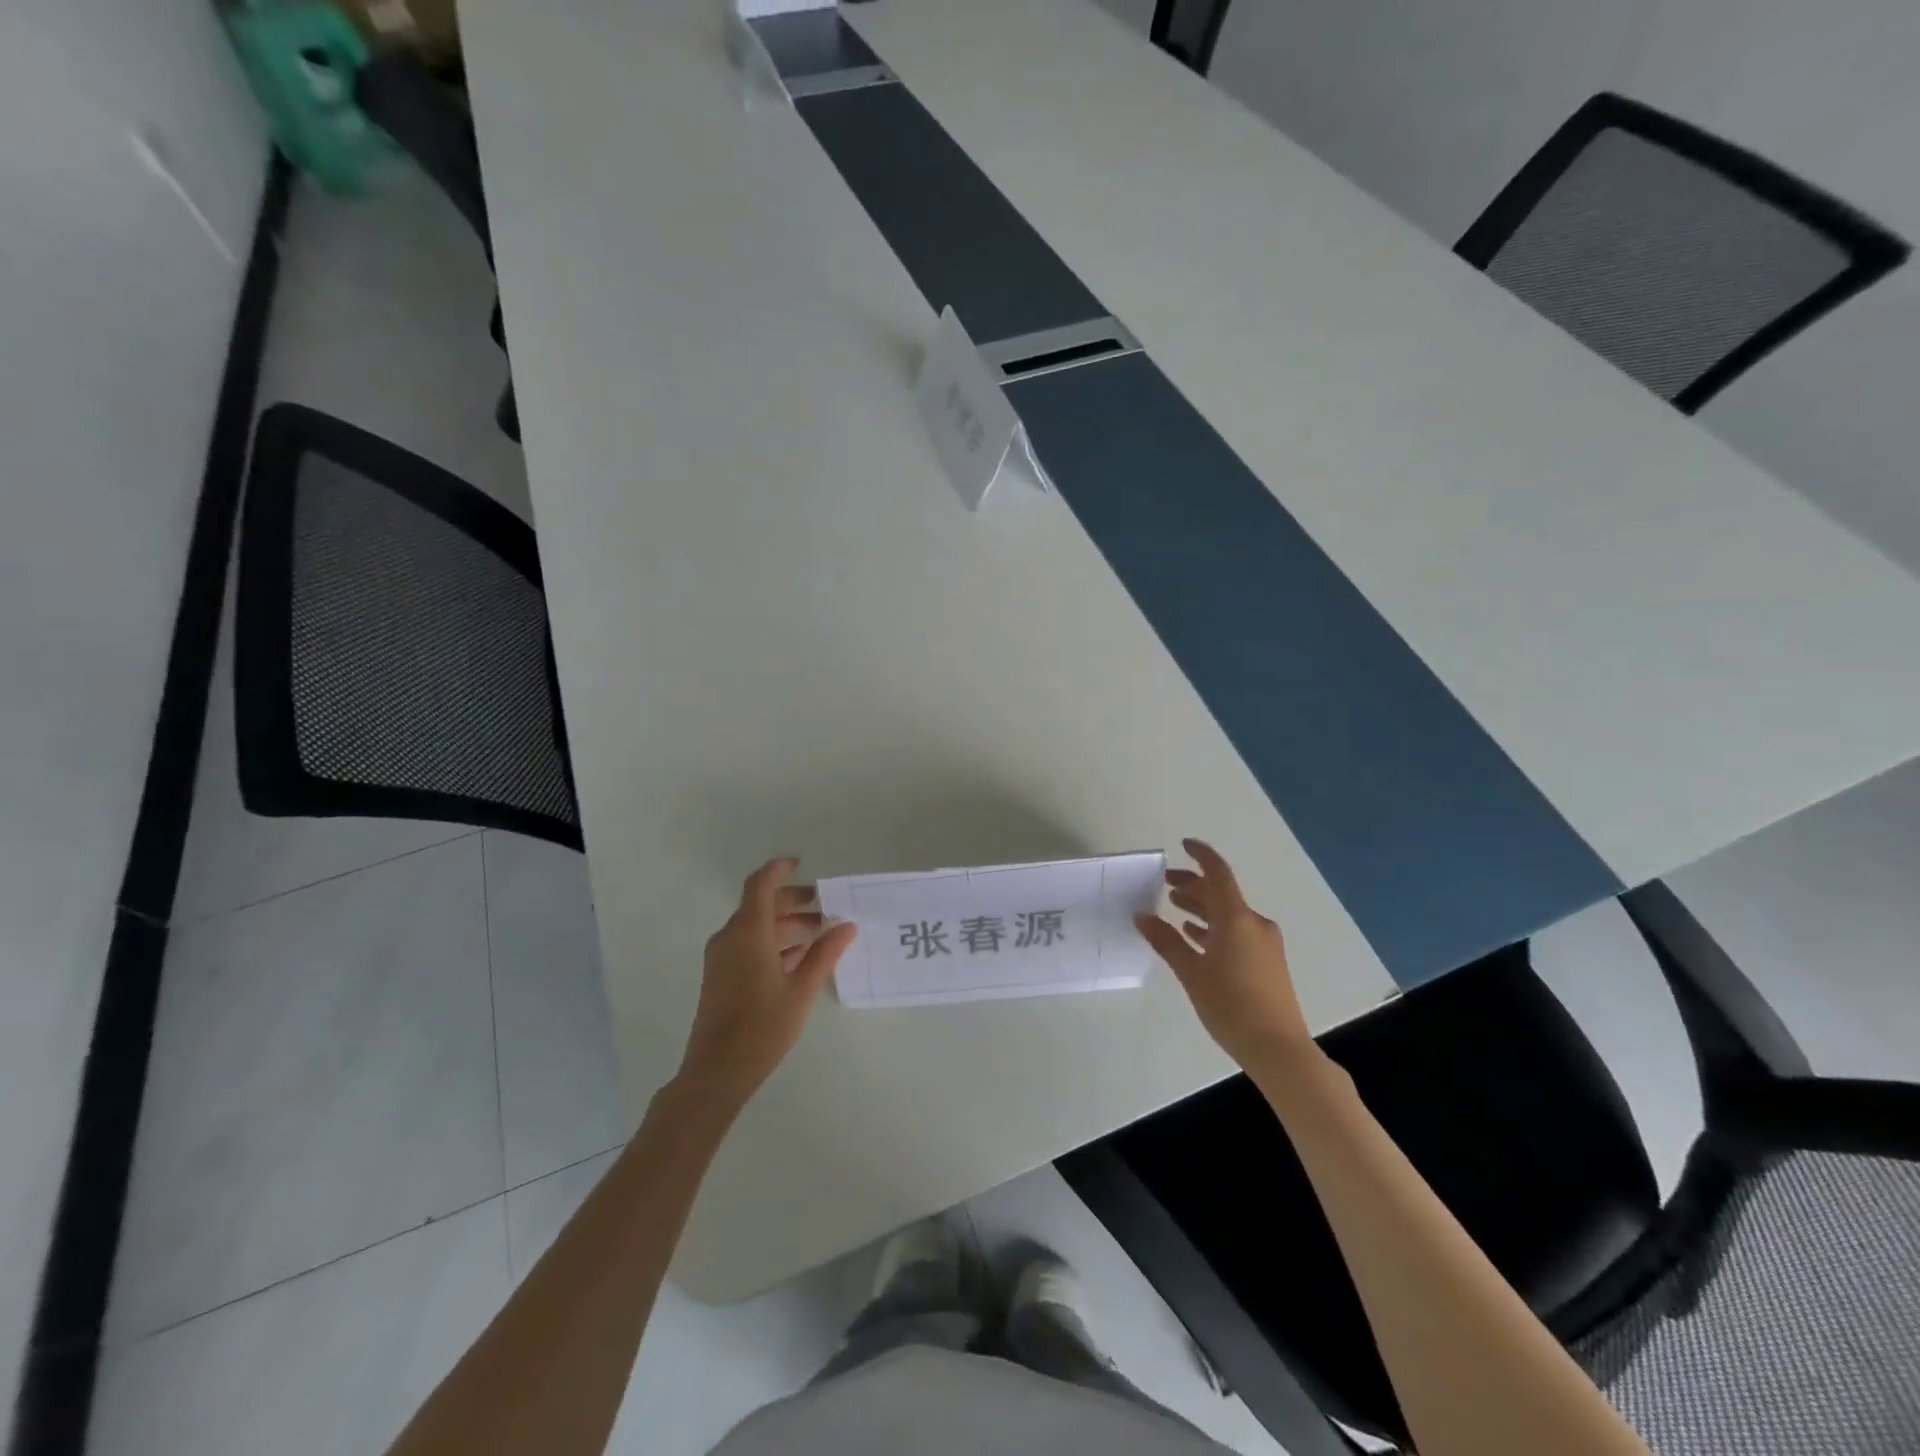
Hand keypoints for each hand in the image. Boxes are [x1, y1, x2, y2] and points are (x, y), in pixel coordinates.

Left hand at [677, 858, 857, 1112]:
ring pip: (756, 926)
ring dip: (786, 924)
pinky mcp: (721, 975)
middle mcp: (730, 937)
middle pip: (760, 904)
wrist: (717, 1071)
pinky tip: (799, 957)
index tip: (802, 863)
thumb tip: (846, 925)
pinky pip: (748, 944)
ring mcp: (722, 957)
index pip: (760, 885)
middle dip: (792, 901)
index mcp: (748, 932)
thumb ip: (825, 953)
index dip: (779, 869)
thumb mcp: (802, 989)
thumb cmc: (763, 1026)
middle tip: (825, 907)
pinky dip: (773, 942)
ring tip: (820, 934)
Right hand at [1136, 839, 1314, 1075]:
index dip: (1201, 856)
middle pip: (1222, 893)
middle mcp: (1254, 924)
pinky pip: (1237, 932)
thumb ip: (1166, 941)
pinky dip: (1215, 927)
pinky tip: (1195, 936)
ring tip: (1175, 906)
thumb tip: (1142, 916)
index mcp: (1237, 919)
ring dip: (1203, 907)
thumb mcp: (1191, 972)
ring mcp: (1264, 943)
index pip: (1218, 874)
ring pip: (1229, 914)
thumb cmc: (1230, 1005)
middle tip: (1166, 882)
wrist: (1277, 1048)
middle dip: (1194, 884)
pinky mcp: (1266, 962)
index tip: (1183, 844)